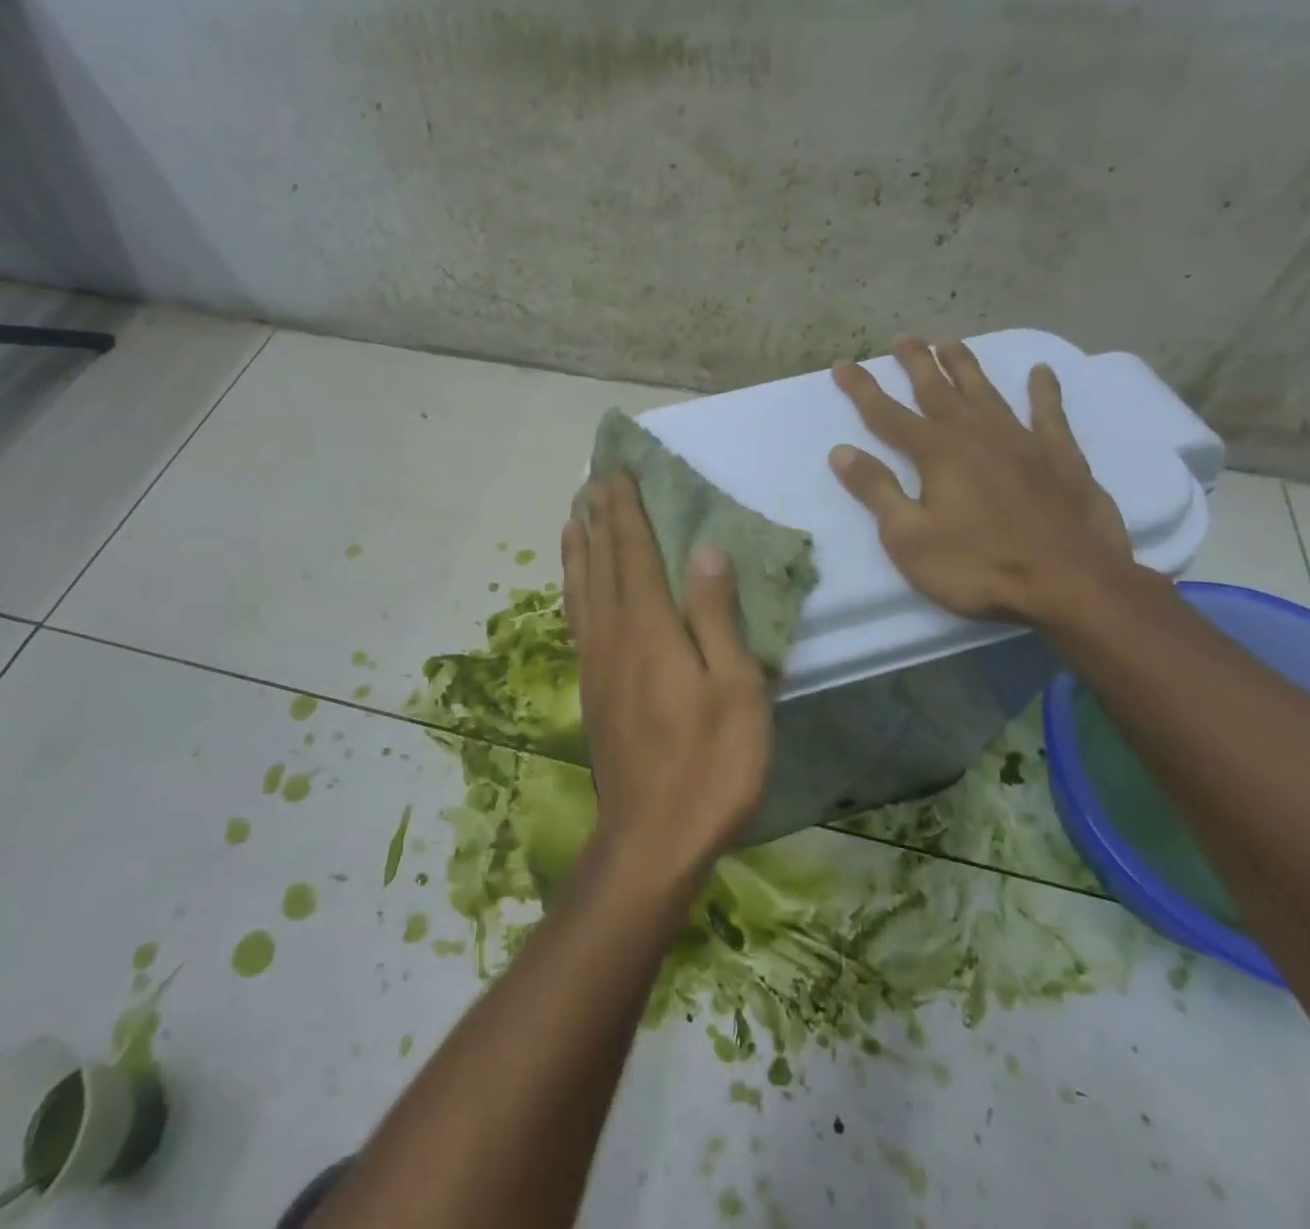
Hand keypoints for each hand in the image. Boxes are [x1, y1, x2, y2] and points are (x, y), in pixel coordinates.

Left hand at [561, 476, 773, 885]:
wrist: (652, 838)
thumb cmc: (710, 766)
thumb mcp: (735, 690)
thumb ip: (716, 617)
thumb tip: (705, 550)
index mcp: (651, 629)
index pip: (635, 553)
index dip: (627, 511)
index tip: (617, 472)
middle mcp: (614, 635)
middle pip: (602, 563)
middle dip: (600, 518)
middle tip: (594, 479)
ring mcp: (596, 663)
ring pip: (582, 590)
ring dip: (580, 548)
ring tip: (575, 516)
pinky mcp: (592, 689)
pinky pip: (578, 621)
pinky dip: (573, 589)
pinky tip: (575, 586)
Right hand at [829, 337, 1134, 624]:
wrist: (1071, 584)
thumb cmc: (978, 566)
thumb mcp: (909, 538)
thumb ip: (877, 490)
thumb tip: (842, 452)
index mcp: (937, 453)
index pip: (887, 414)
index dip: (862, 389)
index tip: (841, 365)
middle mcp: (977, 435)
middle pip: (939, 391)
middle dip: (916, 363)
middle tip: (903, 339)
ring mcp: (1023, 443)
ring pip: (987, 393)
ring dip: (966, 366)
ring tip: (950, 342)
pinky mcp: (1061, 458)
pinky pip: (1049, 415)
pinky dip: (1044, 392)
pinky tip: (1041, 373)